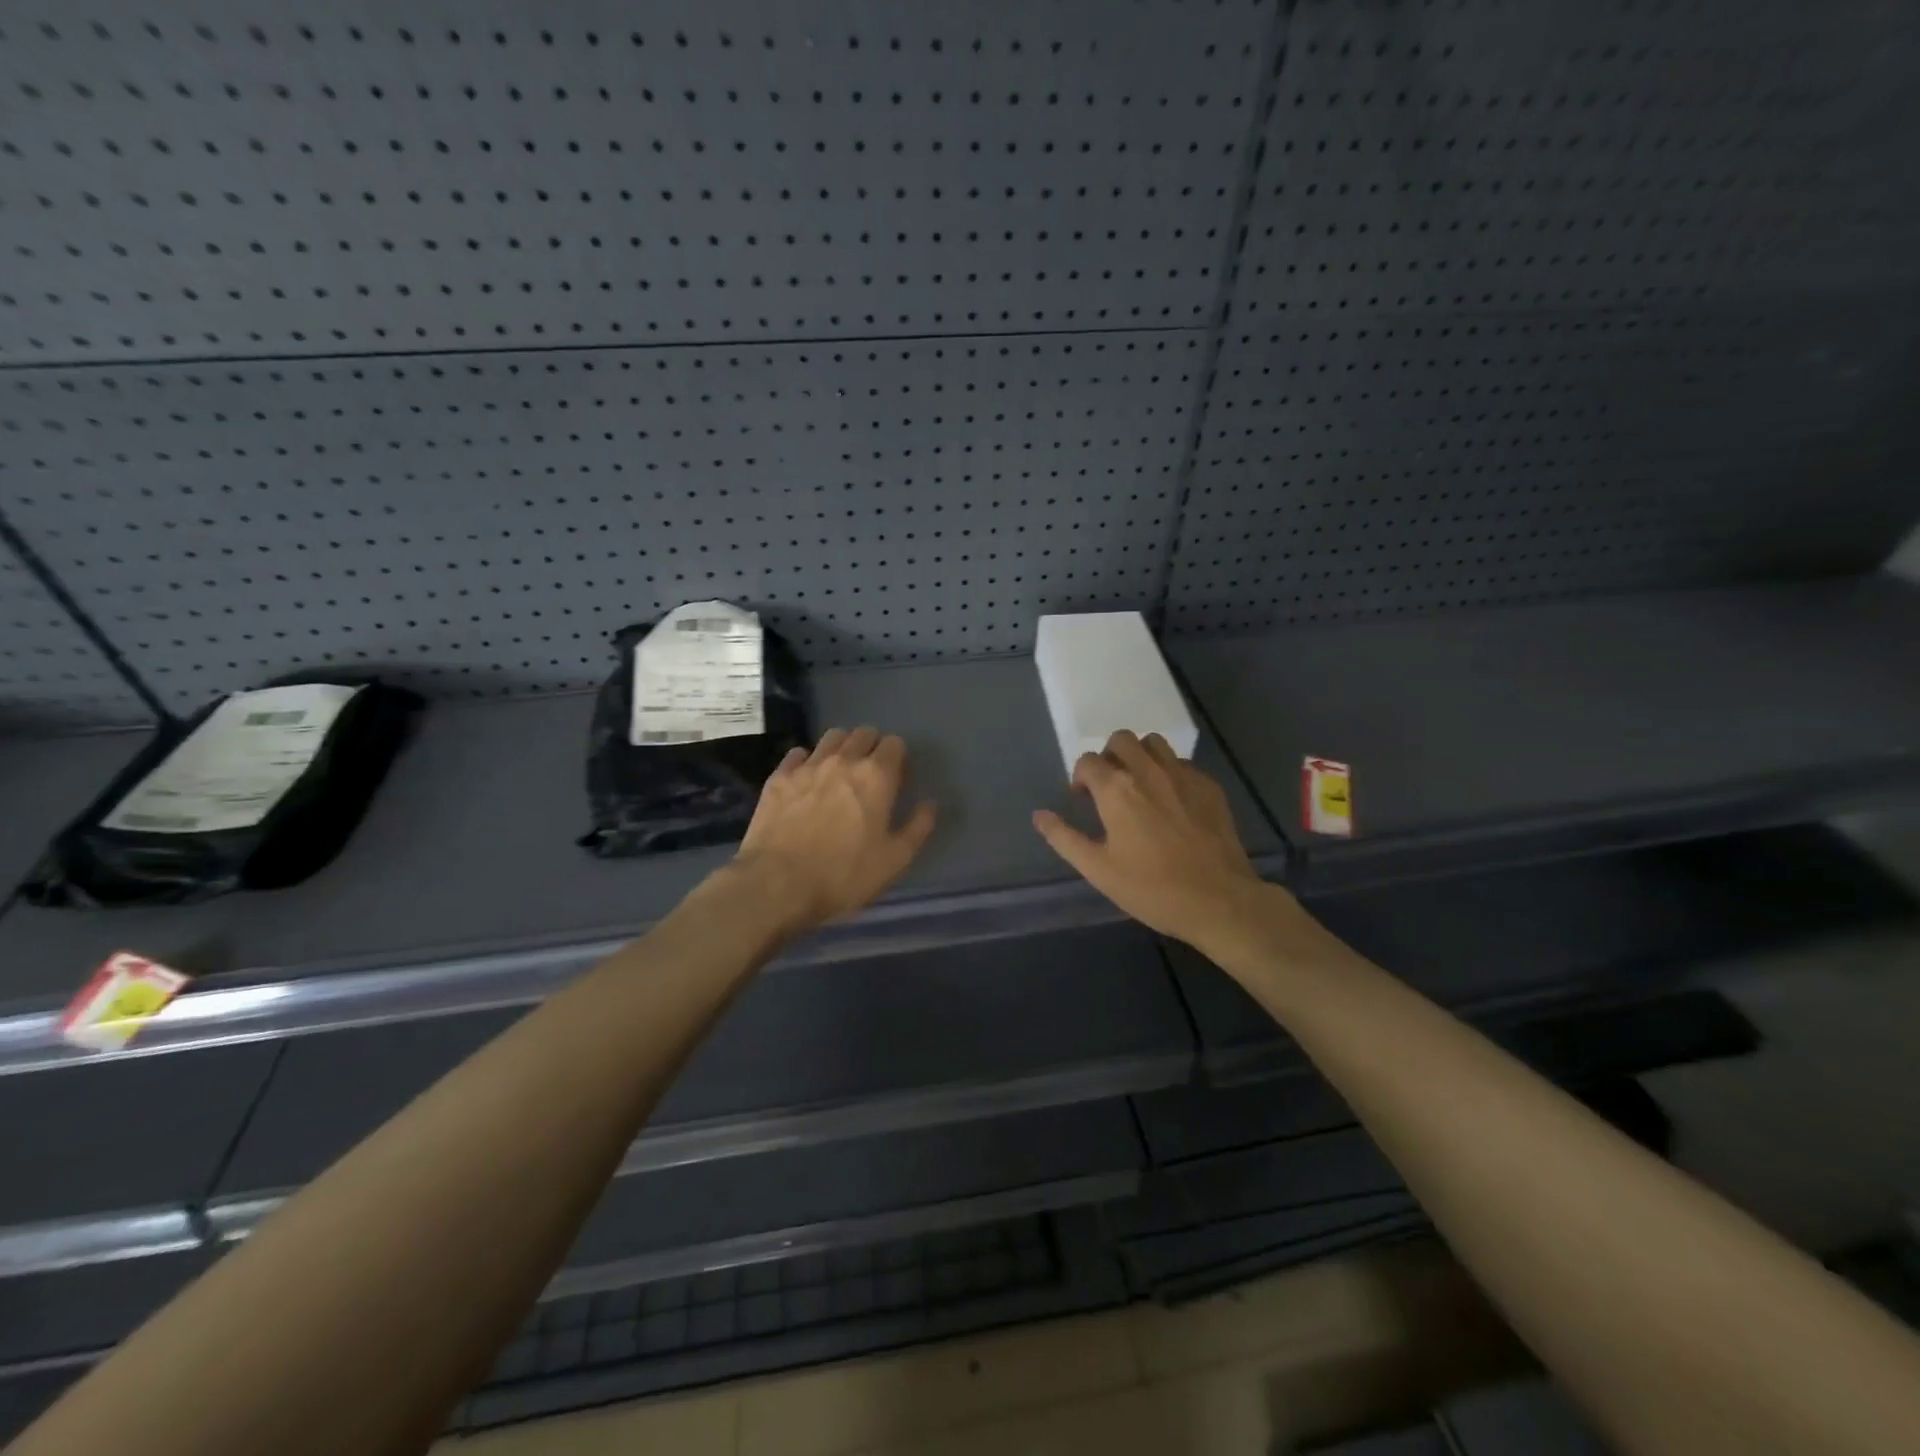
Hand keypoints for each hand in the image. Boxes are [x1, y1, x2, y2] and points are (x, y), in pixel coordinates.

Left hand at [732, 726, 937, 933]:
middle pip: (864, 733)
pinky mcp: (779, 777)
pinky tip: (807, 779)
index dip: (899, 758)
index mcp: (876, 776)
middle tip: (871, 774)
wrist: (777, 885)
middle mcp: (843, 761)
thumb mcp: (894, 861)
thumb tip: (930, 804)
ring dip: (842, 747)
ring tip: (840, 772)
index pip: (894, 743)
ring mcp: (808, 766)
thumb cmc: (843, 875)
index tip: (897, 780)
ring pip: (831, 737)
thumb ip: (918, 827)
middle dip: (872, 747)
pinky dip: (807, 760)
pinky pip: (798, 754)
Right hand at [1033, 731, 1277, 957]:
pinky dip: (1169, 772)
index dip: (1080, 777)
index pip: (1088, 761)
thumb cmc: (1151, 888)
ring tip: (1140, 786)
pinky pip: (1182, 763)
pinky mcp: (1209, 786)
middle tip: (1110, 787)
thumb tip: (1039, 815)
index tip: (1084, 800)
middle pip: (1122, 739)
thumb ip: (1064, 838)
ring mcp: (1183, 775)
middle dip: (1109, 756)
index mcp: (1117, 789)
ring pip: (1154, 743)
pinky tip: (1172, 803)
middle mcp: (1148, 771)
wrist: (1219, 901)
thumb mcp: (1098, 869)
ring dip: (1140, 756)